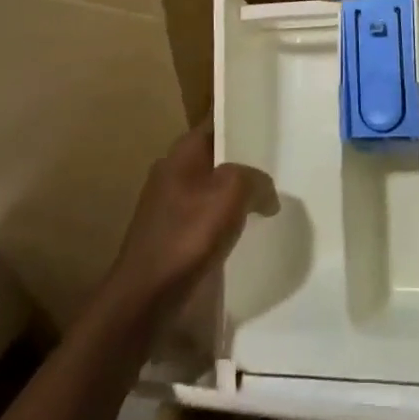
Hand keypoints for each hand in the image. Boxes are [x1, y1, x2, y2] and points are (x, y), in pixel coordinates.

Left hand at [103, 122, 276, 322]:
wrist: (146, 295)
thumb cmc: (188, 234)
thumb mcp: (233, 192)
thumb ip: (255, 180)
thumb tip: (265, 193)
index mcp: (180, 153)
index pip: (214, 125)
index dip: (239, 124)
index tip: (266, 131)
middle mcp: (169, 172)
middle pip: (213, 159)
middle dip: (239, 164)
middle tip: (272, 170)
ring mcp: (165, 206)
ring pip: (208, 190)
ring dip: (231, 197)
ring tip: (262, 205)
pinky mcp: (167, 236)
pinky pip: (201, 218)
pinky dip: (220, 222)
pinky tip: (239, 235)